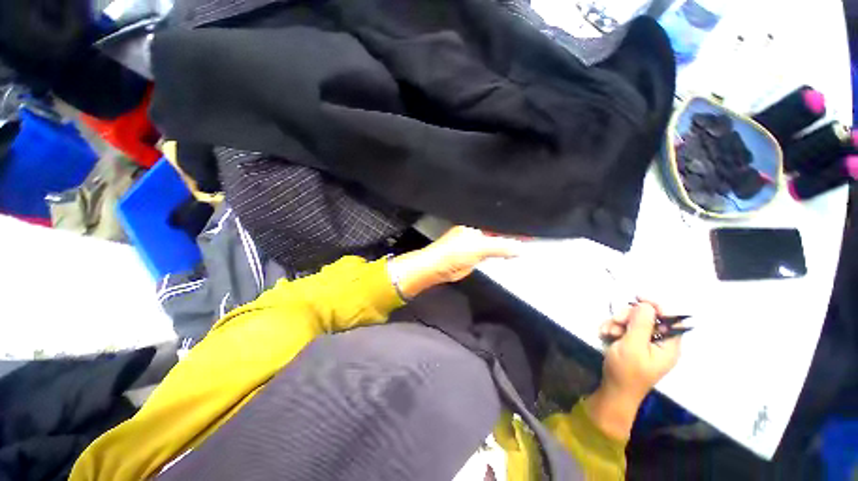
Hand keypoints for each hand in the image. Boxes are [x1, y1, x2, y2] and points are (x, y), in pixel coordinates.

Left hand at [387, 226, 521, 298]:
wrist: (438, 268)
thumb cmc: (455, 253)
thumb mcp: (480, 247)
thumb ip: (501, 247)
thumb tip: (522, 249)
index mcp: (476, 224)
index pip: (498, 222)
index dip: (513, 226)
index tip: (530, 228)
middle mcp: (477, 231)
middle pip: (499, 231)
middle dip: (513, 233)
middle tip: (533, 235)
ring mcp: (476, 243)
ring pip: (496, 242)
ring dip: (508, 244)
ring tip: (529, 243)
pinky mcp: (476, 255)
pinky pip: (492, 252)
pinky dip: (502, 253)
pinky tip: (513, 254)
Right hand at [587, 300, 681, 439]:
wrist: (613, 390)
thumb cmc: (626, 371)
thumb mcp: (633, 346)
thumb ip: (642, 324)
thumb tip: (647, 305)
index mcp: (668, 346)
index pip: (670, 319)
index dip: (655, 306)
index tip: (637, 298)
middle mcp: (659, 343)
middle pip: (647, 318)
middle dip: (628, 317)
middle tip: (615, 323)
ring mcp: (644, 344)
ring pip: (632, 322)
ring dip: (617, 322)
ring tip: (607, 332)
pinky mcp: (631, 344)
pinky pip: (623, 328)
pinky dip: (613, 328)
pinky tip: (605, 334)